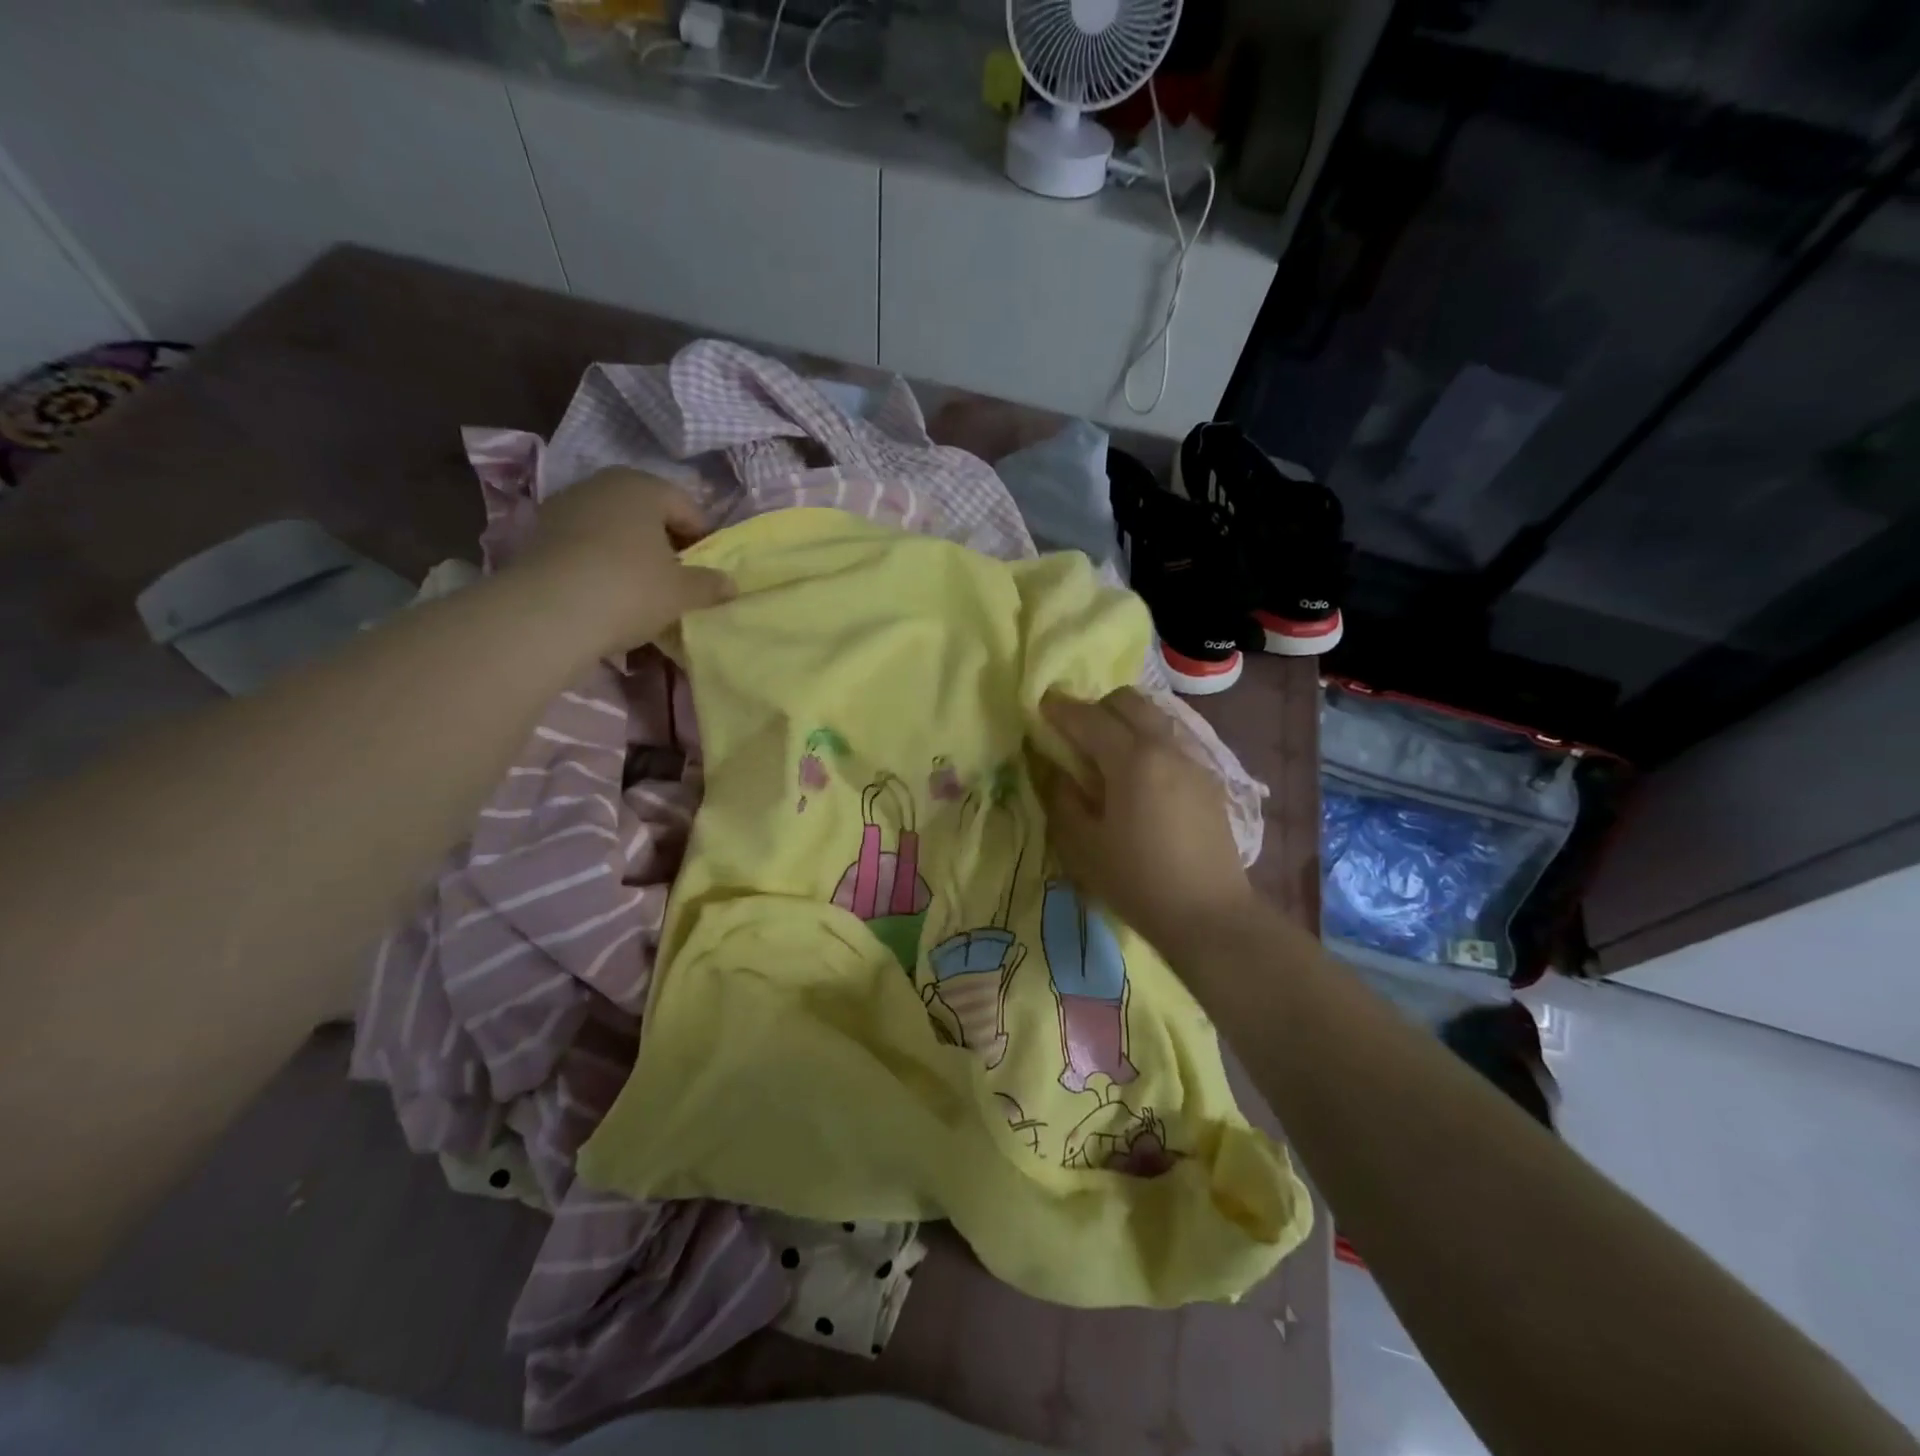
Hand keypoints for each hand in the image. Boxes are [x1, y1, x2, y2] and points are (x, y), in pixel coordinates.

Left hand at [515, 468, 734, 655]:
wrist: (548, 612)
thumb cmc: (630, 589)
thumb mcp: (682, 592)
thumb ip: (710, 585)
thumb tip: (731, 584)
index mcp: (643, 485)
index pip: (687, 508)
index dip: (704, 540)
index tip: (708, 572)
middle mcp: (602, 484)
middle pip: (648, 513)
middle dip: (665, 542)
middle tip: (676, 579)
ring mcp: (565, 505)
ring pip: (614, 527)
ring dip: (631, 551)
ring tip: (641, 588)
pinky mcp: (539, 532)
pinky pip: (585, 543)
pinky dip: (600, 561)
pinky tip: (606, 591)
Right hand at [1037, 688, 1255, 956]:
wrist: (1209, 915)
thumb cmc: (1137, 881)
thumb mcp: (1081, 844)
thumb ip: (1060, 797)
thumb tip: (1050, 765)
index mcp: (1132, 759)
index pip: (1089, 717)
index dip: (1060, 709)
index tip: (1040, 707)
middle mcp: (1166, 747)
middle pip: (1128, 701)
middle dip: (1096, 707)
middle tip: (1075, 734)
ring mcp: (1194, 761)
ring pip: (1155, 717)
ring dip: (1125, 722)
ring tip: (1106, 755)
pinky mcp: (1209, 781)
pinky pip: (1172, 741)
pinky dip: (1147, 742)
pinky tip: (1138, 779)